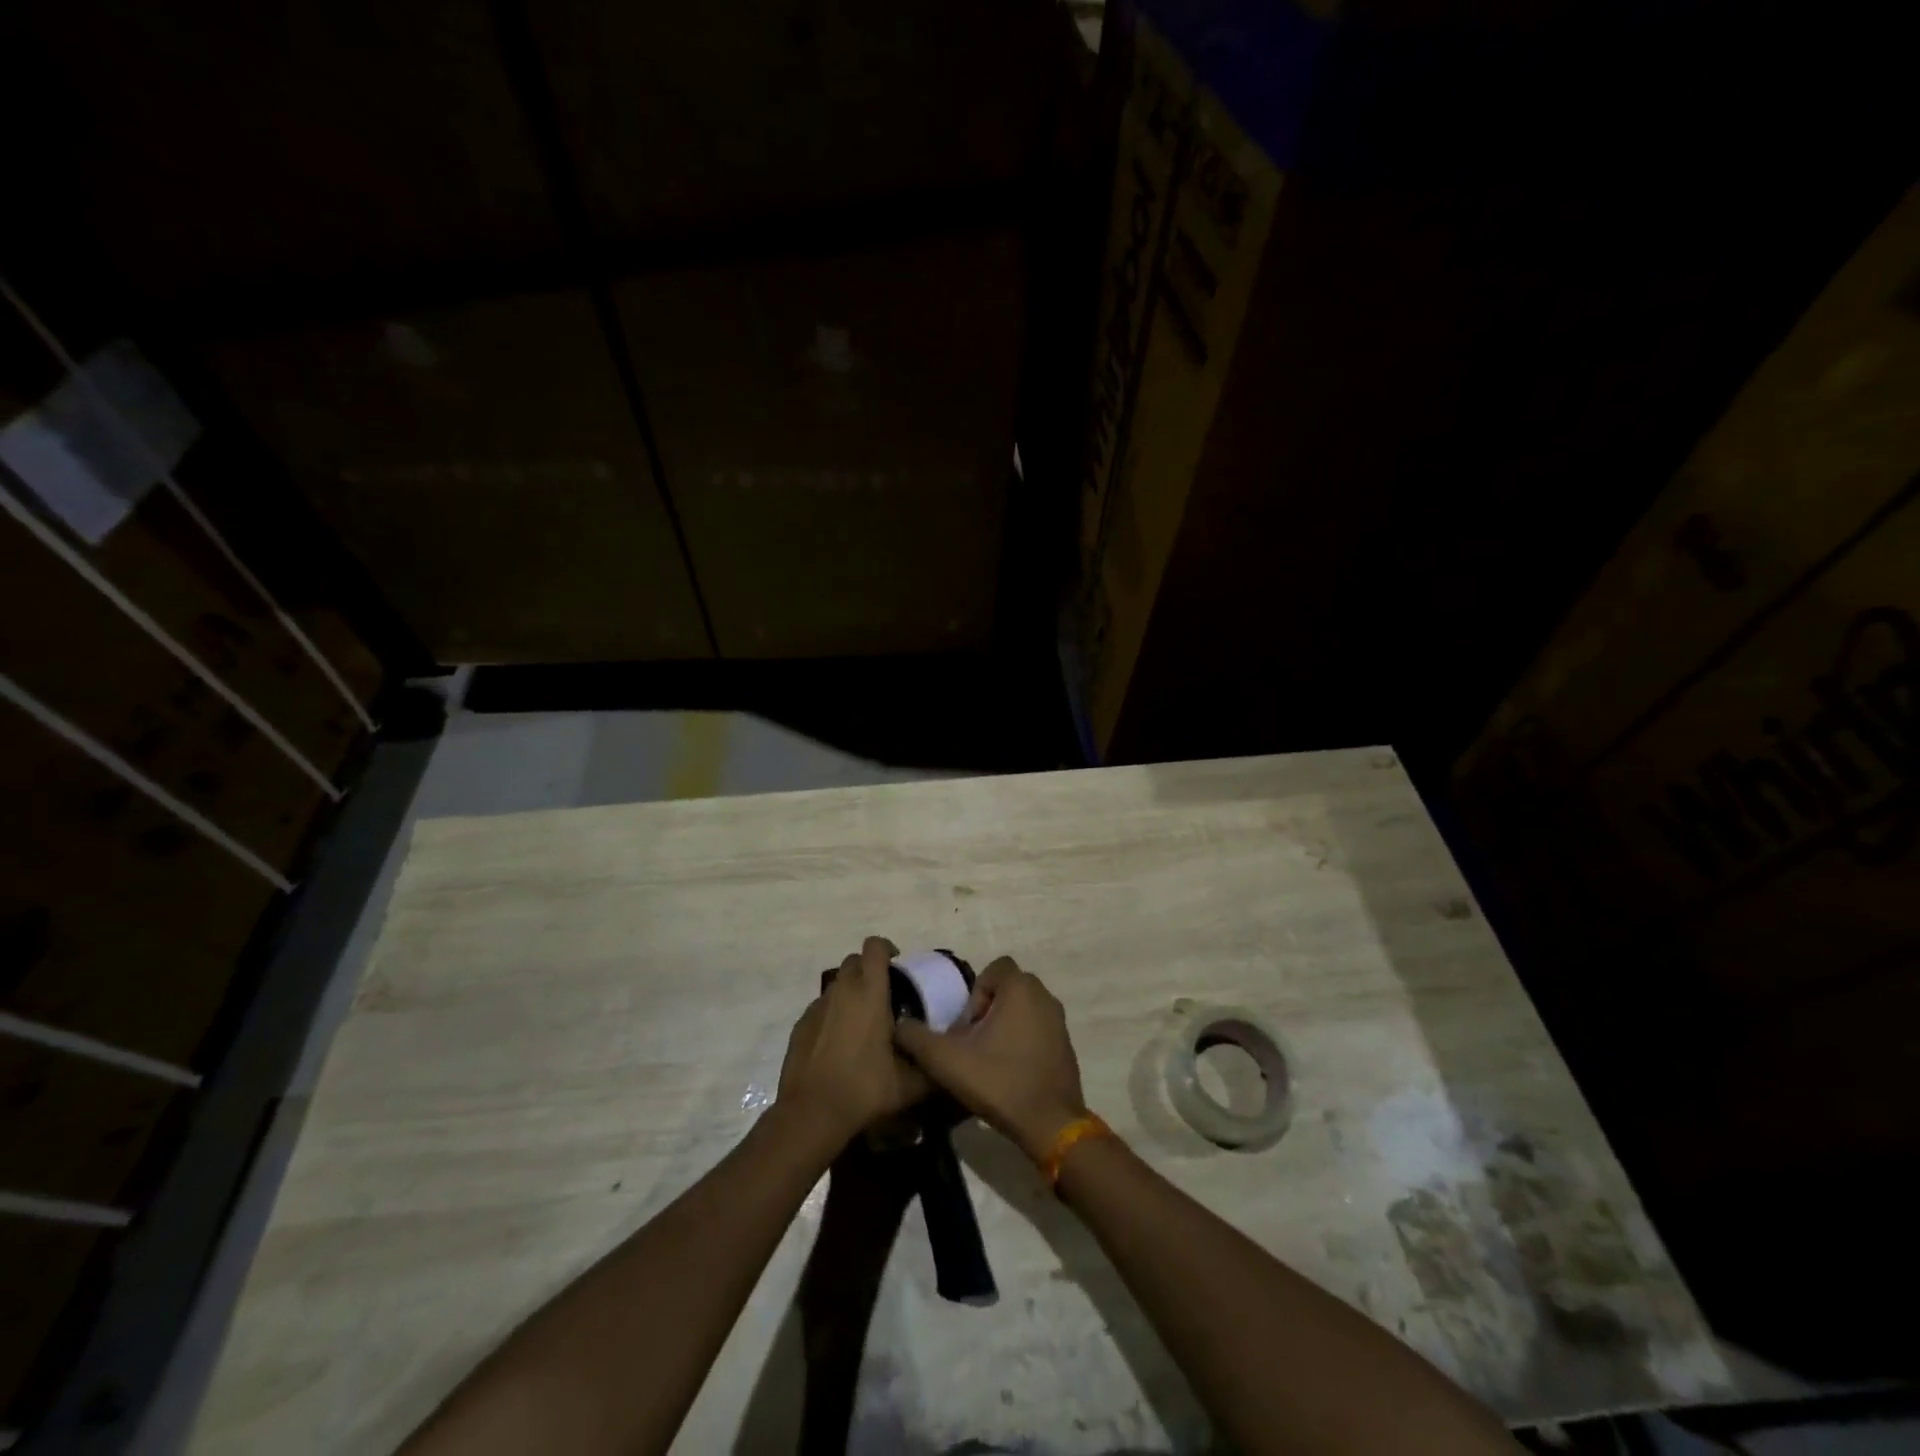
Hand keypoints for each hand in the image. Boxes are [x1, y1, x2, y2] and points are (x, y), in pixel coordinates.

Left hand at [778, 937, 929, 1146]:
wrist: (812, 1113)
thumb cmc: (865, 1088)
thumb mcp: (910, 1083)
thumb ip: (930, 1066)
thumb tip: (944, 1059)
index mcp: (870, 992)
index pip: (875, 947)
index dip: (887, 949)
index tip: (898, 967)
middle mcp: (842, 991)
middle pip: (854, 961)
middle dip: (869, 970)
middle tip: (884, 996)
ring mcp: (817, 1006)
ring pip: (837, 985)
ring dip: (851, 993)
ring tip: (863, 1022)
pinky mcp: (801, 1025)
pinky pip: (821, 1008)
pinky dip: (833, 1015)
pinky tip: (840, 1044)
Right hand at [893, 956, 1087, 1163]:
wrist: (1050, 1124)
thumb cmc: (999, 1081)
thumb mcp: (947, 1060)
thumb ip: (917, 1038)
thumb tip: (899, 1025)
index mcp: (1021, 988)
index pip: (995, 969)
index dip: (976, 993)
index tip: (967, 1026)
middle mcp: (1045, 996)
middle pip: (1008, 988)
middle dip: (988, 1008)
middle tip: (973, 1041)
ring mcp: (1059, 1022)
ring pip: (1024, 1009)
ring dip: (1004, 1025)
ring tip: (987, 1058)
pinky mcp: (1066, 1045)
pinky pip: (1038, 1029)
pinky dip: (1022, 1041)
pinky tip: (1009, 1072)